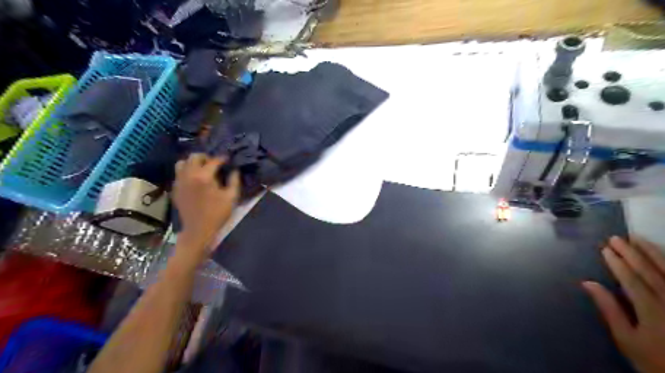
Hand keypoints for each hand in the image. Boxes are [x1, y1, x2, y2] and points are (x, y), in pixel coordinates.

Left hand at [172, 153, 240, 257]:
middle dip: (206, 157)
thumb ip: (234, 181)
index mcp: (204, 177)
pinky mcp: (175, 189)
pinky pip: (178, 174)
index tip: (228, 159)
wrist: (198, 230)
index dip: (222, 158)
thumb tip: (234, 170)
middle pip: (194, 157)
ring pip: (182, 163)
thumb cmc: (217, 214)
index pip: (213, 161)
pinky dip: (186, 172)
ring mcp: (179, 182)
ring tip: (202, 169)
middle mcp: (189, 175)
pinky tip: (195, 179)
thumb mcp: (231, 197)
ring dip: (193, 163)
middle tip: (214, 163)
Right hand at [584, 236, 663, 372]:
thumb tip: (588, 283)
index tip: (605, 249)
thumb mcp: (627, 339)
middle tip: (617, 238)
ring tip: (638, 239)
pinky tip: (663, 257)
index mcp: (651, 309)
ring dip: (653, 253)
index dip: (617, 263)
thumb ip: (610, 310)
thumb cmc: (654, 359)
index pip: (631, 279)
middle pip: (650, 272)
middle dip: (631, 253)